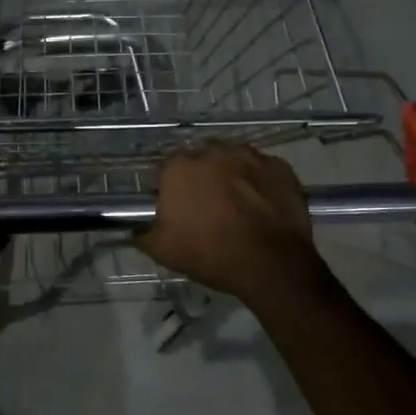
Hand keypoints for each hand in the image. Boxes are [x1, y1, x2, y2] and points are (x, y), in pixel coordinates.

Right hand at [136, 143, 326, 304]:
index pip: (165, 171)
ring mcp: (250, 155)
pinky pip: (262, 170)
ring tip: (237, 206)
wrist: (270, 263)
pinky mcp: (279, 166)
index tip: (175, 210)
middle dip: (201, 179)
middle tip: (207, 208)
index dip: (168, 190)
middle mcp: (213, 151)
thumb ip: (142, 233)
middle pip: (200, 161)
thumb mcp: (162, 251)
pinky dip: (259, 183)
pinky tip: (262, 206)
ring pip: (232, 161)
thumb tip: (135, 229)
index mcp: (179, 167)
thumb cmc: (210, 253)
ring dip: (231, 176)